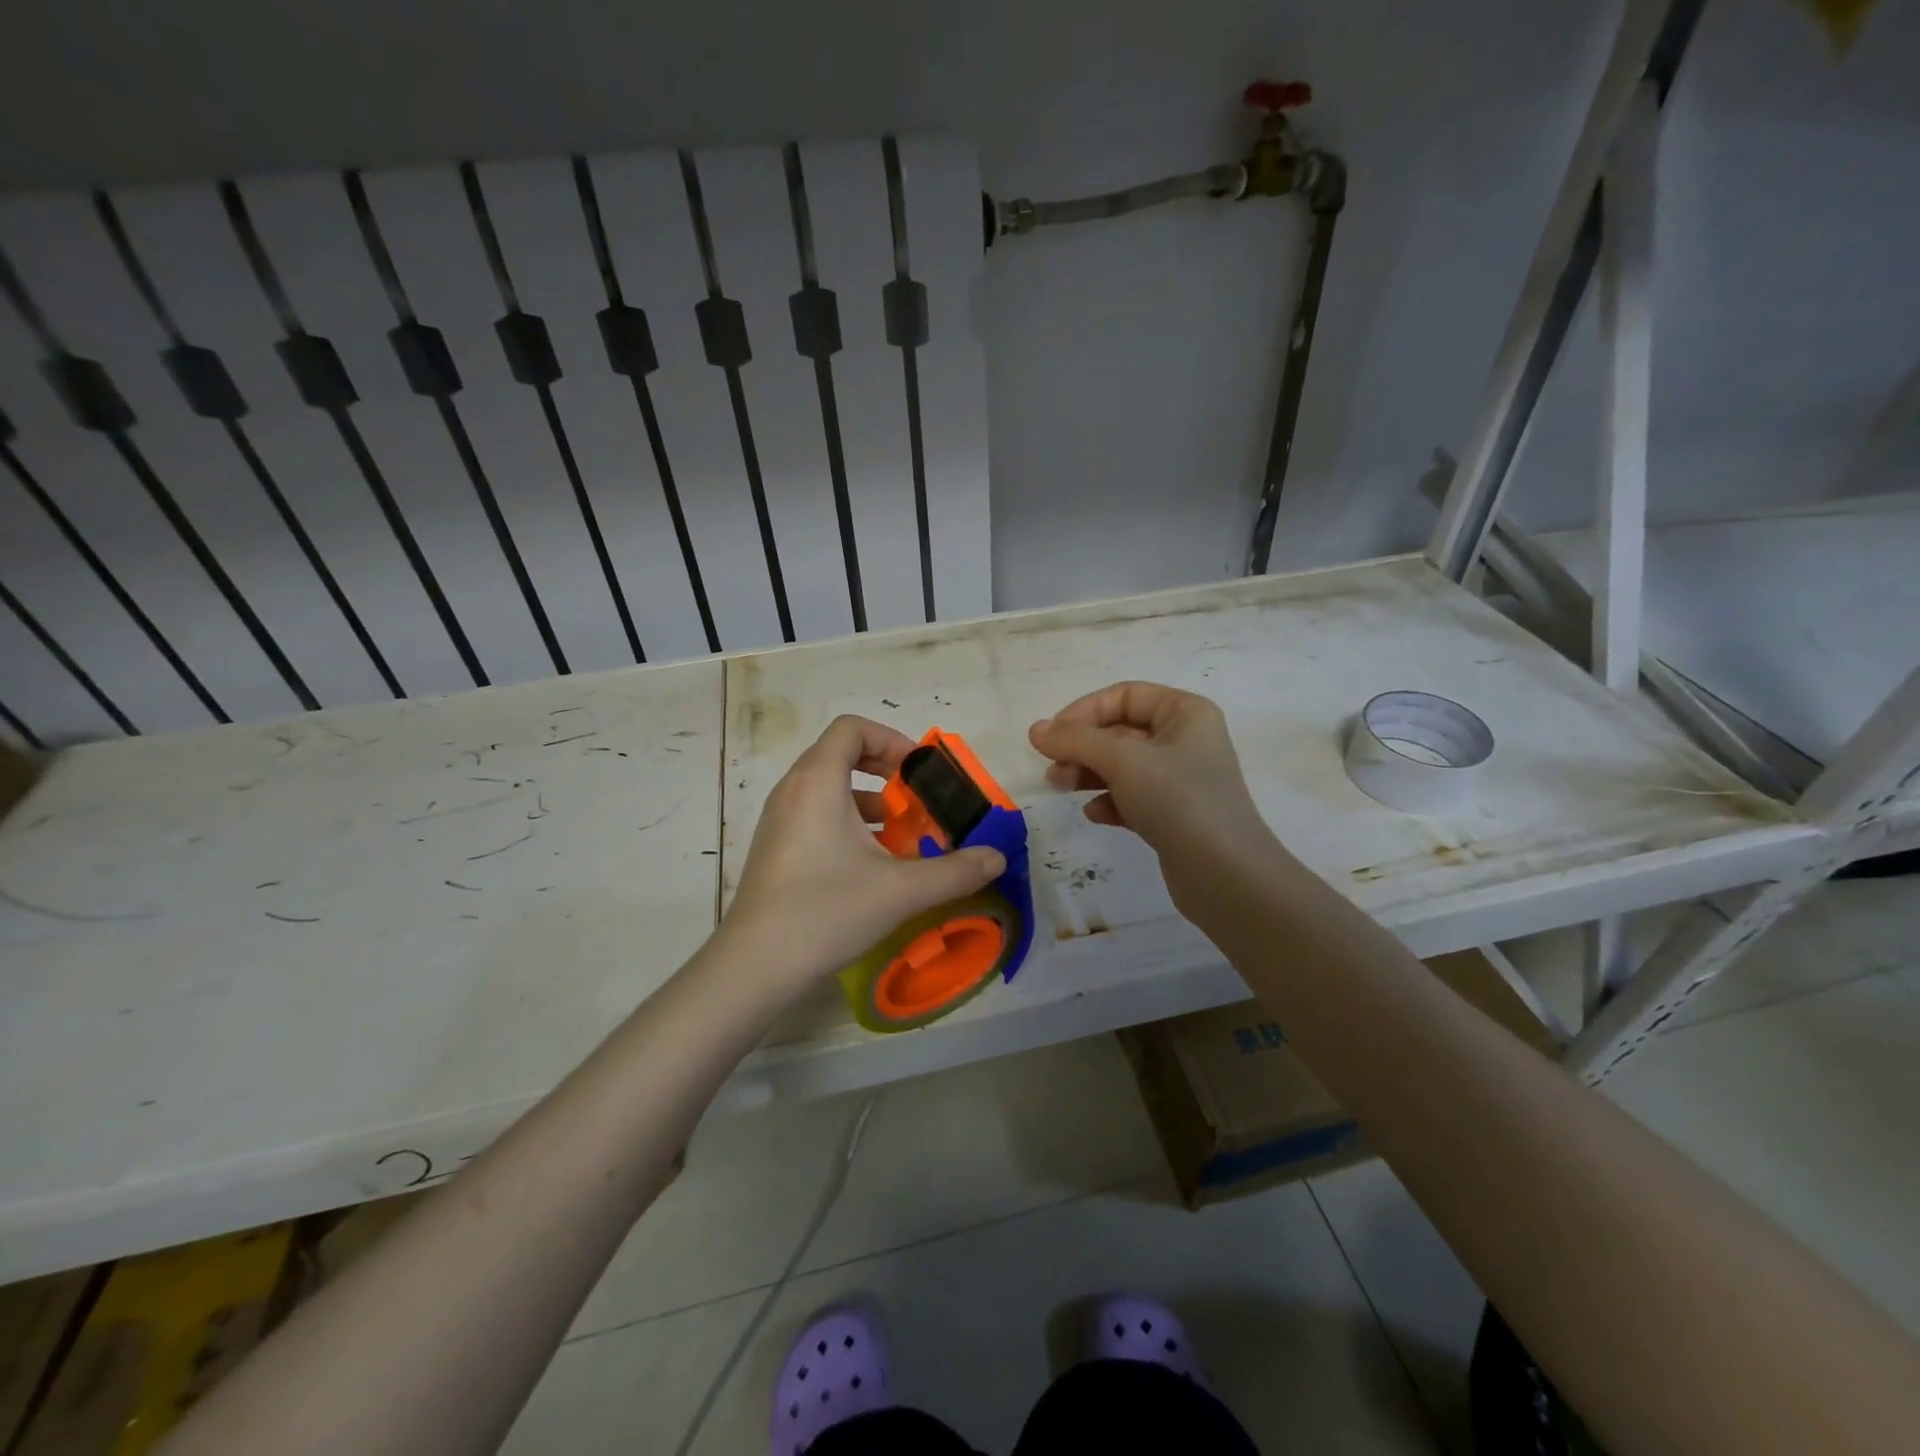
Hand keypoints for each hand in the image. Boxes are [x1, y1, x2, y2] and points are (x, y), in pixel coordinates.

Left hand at [722, 715, 1005, 990]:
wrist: (755, 964)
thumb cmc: (826, 910)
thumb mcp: (901, 890)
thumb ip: (955, 871)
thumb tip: (996, 858)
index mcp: (818, 781)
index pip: (852, 728)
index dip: (891, 740)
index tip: (919, 774)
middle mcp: (793, 789)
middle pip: (841, 754)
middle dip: (886, 772)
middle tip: (916, 801)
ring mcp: (779, 819)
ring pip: (829, 787)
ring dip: (869, 800)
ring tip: (900, 835)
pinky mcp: (776, 846)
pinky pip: (816, 814)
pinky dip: (847, 822)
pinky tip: (871, 864)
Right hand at [1029, 682, 1276, 911]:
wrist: (1225, 874)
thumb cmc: (1177, 800)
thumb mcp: (1122, 761)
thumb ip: (1075, 740)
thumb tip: (1036, 730)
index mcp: (1185, 713)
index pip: (1125, 695)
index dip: (1085, 710)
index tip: (1053, 735)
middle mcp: (1186, 740)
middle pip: (1120, 731)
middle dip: (1082, 747)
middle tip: (1052, 768)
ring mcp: (1181, 780)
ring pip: (1123, 766)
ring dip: (1088, 773)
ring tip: (1061, 788)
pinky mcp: (1175, 815)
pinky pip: (1133, 797)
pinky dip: (1110, 801)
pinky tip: (1095, 814)